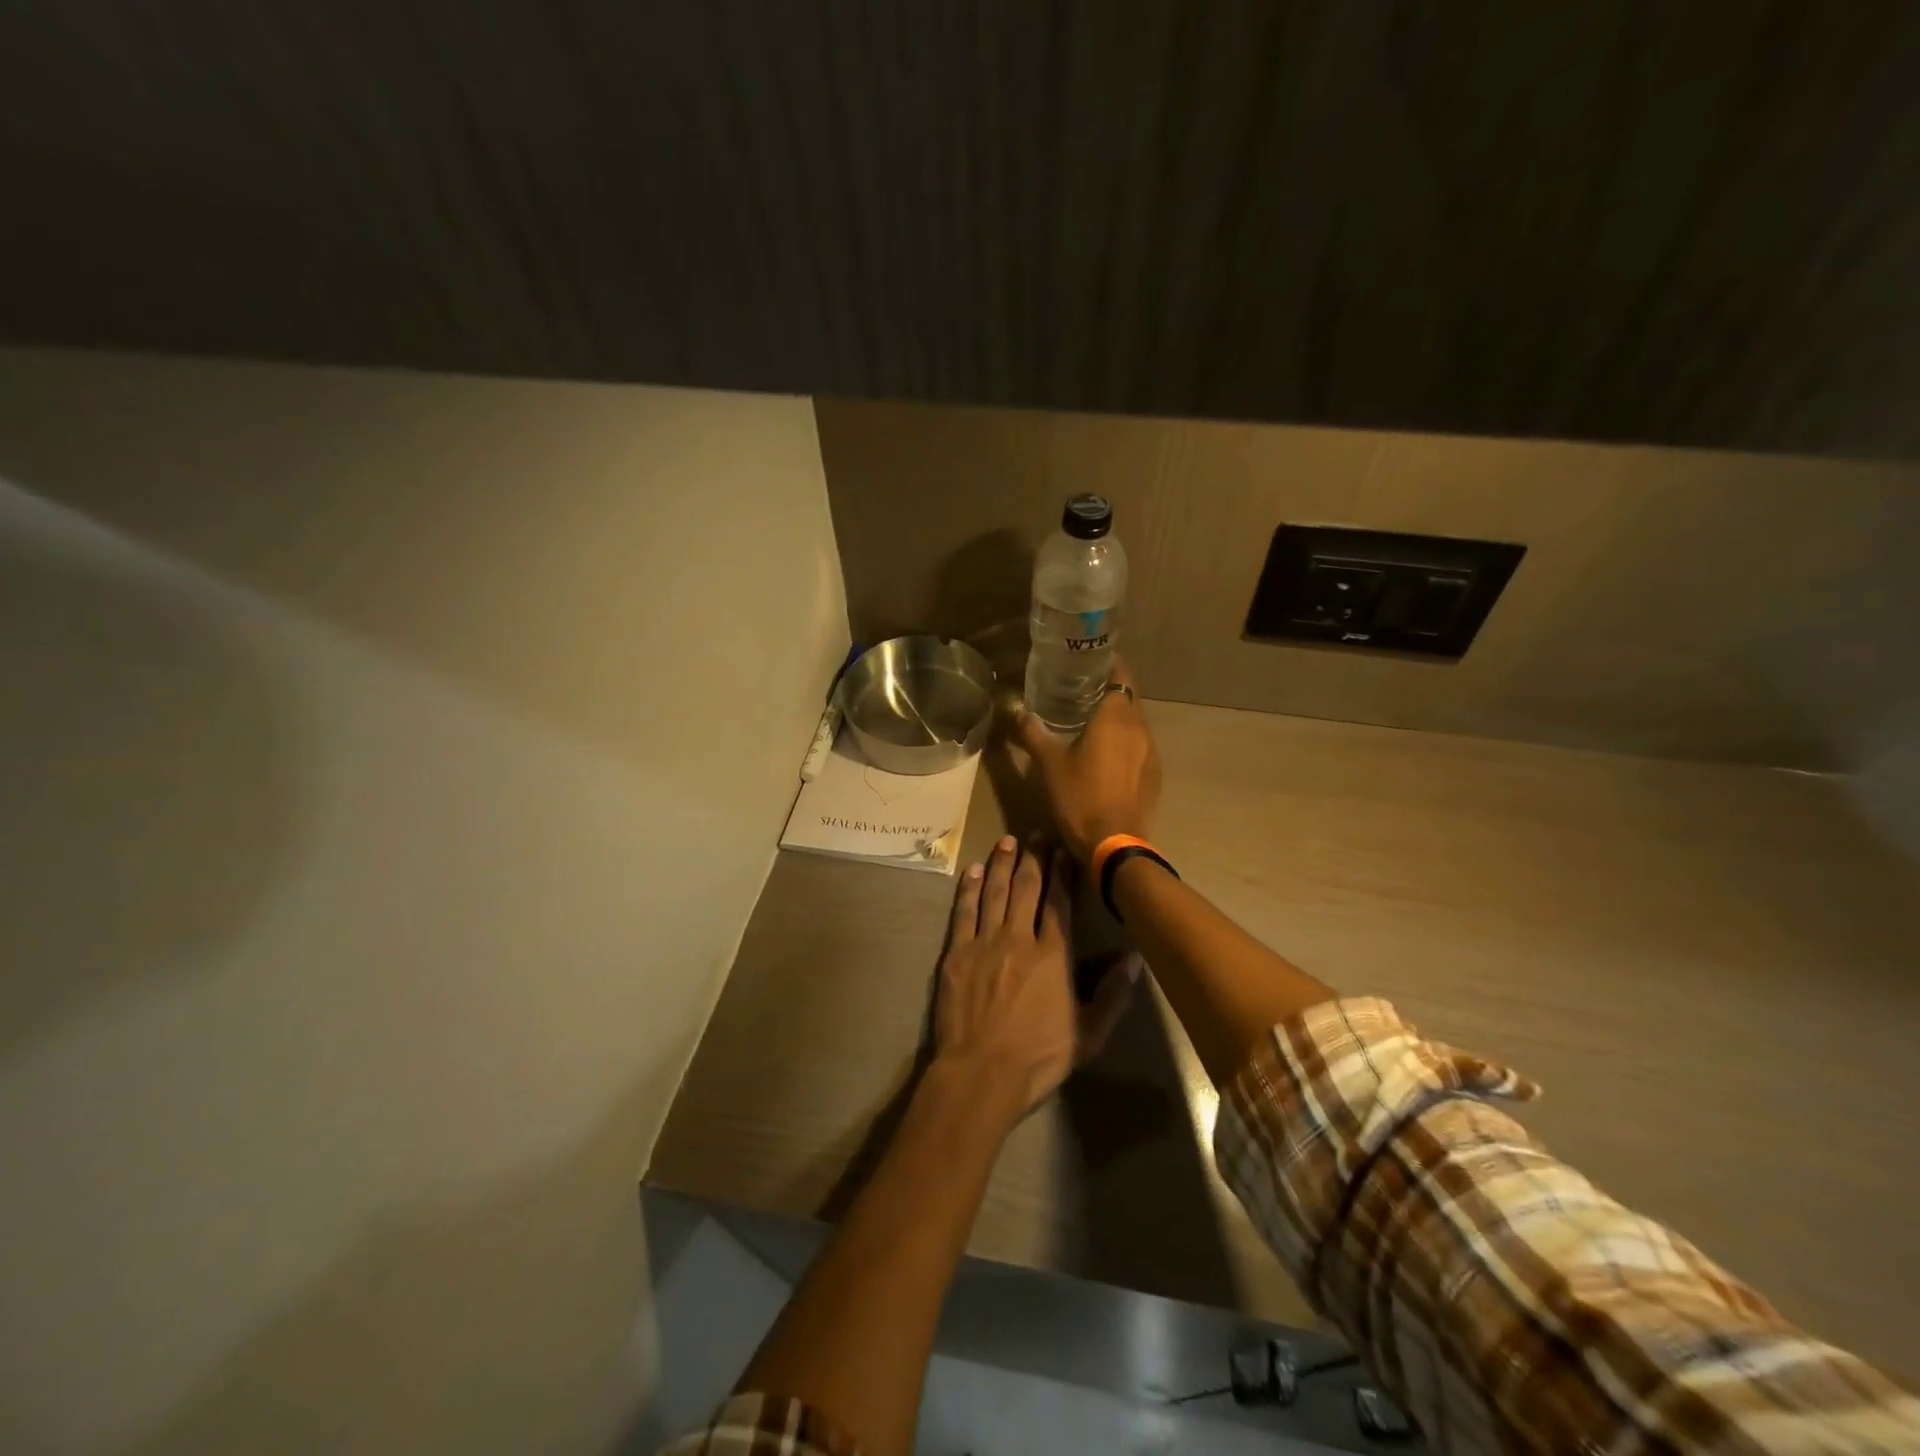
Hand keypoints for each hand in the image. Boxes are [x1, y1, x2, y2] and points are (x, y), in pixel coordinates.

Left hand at [935, 836, 1130, 1118]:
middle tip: (1038, 834)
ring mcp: (984, 942)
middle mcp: (1019, 938)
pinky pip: (964, 912)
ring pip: (994, 892)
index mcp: (1053, 955)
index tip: (1064, 849)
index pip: (1059, 902)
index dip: (1062, 872)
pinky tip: (972, 870)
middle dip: (1034, 858)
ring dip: (1001, 864)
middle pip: (1027, 888)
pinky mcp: (957, 953)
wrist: (980, 1073)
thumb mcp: (1089, 1034)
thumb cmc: (1038, 1057)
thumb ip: (1112, 994)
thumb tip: (1134, 958)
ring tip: (1008, 841)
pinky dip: (968, 889)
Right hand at [1013, 657, 1161, 863]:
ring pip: (1135, 723)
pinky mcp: (1154, 775)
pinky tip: (1107, 755)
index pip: (1120, 674)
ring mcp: (1151, 752)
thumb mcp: (1049, 764)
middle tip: (1081, 690)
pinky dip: (1125, 742)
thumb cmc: (1080, 797)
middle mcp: (1140, 728)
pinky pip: (1140, 746)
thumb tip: (1018, 712)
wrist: (1114, 844)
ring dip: (1118, 718)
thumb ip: (1033, 733)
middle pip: (1128, 697)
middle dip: (1109, 690)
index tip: (1088, 663)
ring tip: (1091, 722)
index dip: (1108, 664)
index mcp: (1116, 716)